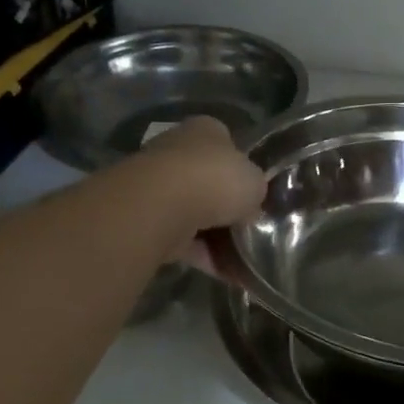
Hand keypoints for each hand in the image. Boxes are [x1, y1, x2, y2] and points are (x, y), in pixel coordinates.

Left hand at [132, 117, 267, 268]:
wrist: (162, 205)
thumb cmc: (216, 180)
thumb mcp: (256, 181)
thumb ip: (255, 190)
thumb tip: (250, 207)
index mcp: (205, 130)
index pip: (227, 144)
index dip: (243, 169)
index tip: (256, 193)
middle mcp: (177, 151)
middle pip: (208, 181)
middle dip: (227, 206)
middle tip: (252, 227)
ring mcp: (157, 185)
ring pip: (195, 213)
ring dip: (217, 236)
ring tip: (244, 258)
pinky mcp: (146, 218)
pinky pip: (183, 240)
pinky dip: (204, 256)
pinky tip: (227, 273)